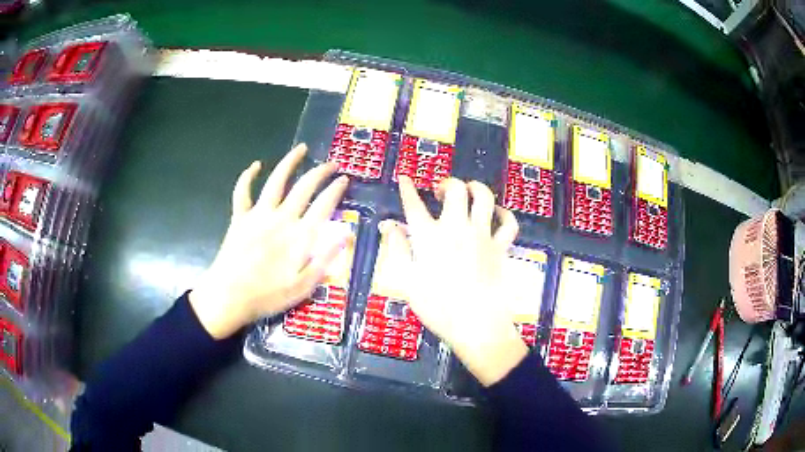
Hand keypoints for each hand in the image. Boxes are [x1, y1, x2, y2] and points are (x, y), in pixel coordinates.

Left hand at [190, 144, 350, 338]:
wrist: (229, 297)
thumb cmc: (268, 296)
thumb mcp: (304, 286)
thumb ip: (325, 259)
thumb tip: (346, 234)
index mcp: (300, 236)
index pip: (324, 205)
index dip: (336, 189)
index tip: (345, 179)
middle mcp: (281, 218)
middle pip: (304, 187)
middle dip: (320, 172)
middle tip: (331, 163)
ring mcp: (258, 215)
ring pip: (276, 181)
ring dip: (289, 162)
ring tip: (300, 149)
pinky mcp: (239, 218)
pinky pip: (242, 192)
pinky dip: (247, 176)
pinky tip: (255, 165)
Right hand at [381, 175, 527, 385]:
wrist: (476, 325)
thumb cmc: (437, 307)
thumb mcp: (406, 281)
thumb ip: (397, 249)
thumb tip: (388, 225)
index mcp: (429, 237)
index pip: (414, 204)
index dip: (407, 188)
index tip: (405, 178)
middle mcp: (457, 228)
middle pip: (455, 190)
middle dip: (447, 183)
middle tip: (441, 189)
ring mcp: (482, 235)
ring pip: (484, 197)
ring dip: (476, 187)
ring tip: (469, 190)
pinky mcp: (501, 246)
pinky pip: (509, 223)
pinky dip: (505, 214)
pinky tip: (498, 213)